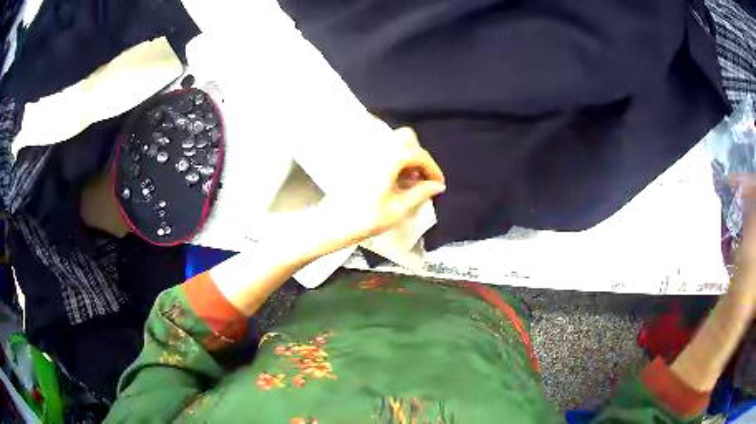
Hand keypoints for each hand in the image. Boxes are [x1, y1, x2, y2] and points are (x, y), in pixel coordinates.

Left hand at [298, 127, 445, 259]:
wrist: (331, 223)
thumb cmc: (365, 219)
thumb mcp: (398, 209)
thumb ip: (420, 193)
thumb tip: (437, 186)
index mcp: (390, 158)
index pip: (419, 155)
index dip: (433, 169)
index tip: (439, 183)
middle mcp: (378, 148)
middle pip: (407, 139)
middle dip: (420, 157)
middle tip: (424, 179)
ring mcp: (366, 152)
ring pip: (394, 142)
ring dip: (408, 157)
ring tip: (411, 182)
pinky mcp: (359, 159)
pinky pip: (383, 150)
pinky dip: (394, 159)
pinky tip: (396, 179)